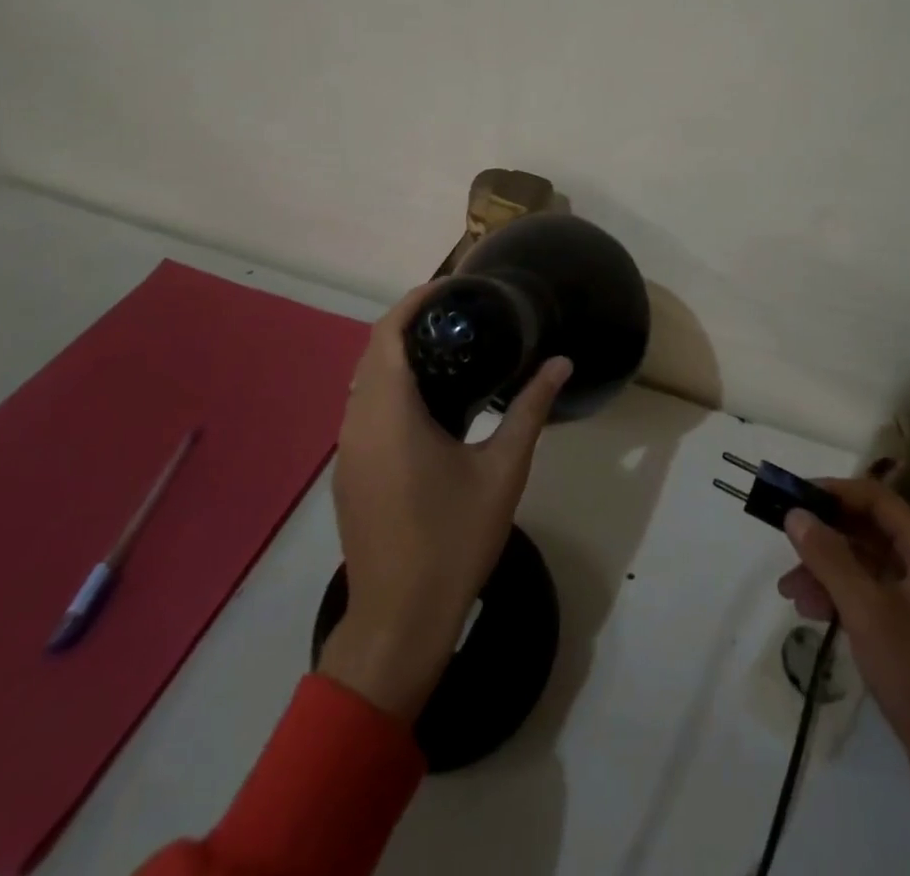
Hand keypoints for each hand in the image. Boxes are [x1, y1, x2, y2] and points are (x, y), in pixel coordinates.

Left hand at [318, 282, 570, 722]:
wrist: (398, 622)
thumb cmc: (452, 540)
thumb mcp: (502, 470)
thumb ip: (530, 410)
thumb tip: (562, 363)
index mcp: (389, 414)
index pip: (387, 334)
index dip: (415, 301)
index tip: (452, 287)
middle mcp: (357, 424)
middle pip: (372, 352)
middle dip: (410, 323)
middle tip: (460, 314)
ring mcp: (347, 450)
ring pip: (364, 381)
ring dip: (397, 355)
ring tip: (449, 348)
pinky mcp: (349, 472)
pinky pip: (363, 409)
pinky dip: (390, 386)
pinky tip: (429, 401)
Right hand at [779, 478, 909, 875]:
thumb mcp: (865, 610)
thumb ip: (828, 556)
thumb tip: (795, 514)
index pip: (876, 498)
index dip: (833, 491)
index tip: (792, 497)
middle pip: (869, 529)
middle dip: (824, 537)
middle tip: (784, 545)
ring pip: (866, 563)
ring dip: (827, 570)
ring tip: (790, 592)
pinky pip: (871, 592)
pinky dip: (841, 595)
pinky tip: (812, 611)